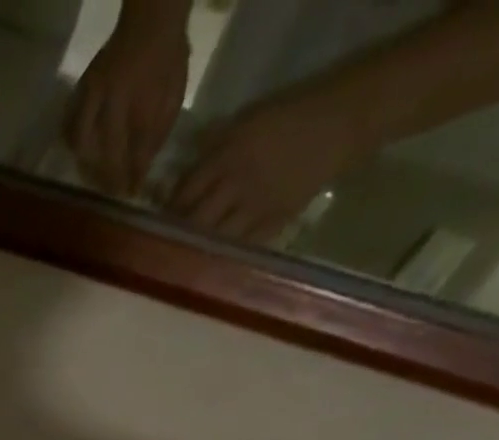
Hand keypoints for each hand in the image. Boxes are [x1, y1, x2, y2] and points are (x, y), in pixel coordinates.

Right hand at [67, 4, 190, 197]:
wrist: (152, 19)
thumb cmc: (167, 58)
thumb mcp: (173, 94)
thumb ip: (158, 133)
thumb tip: (141, 170)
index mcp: (139, 101)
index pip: (133, 151)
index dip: (132, 176)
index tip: (131, 194)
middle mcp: (112, 100)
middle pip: (103, 152)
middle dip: (107, 176)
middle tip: (111, 191)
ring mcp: (93, 93)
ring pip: (81, 141)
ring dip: (85, 163)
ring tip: (91, 176)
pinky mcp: (83, 89)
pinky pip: (70, 123)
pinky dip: (71, 141)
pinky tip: (78, 153)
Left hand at [172, 93, 363, 243]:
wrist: (342, 121)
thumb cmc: (289, 116)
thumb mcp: (245, 123)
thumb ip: (211, 152)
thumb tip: (177, 184)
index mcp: (227, 155)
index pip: (184, 193)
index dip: (168, 212)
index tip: (155, 224)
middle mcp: (237, 183)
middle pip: (194, 221)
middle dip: (176, 237)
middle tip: (163, 248)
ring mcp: (256, 206)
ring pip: (214, 239)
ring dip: (197, 251)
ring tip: (183, 261)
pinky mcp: (275, 222)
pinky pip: (241, 246)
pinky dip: (224, 256)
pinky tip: (212, 264)